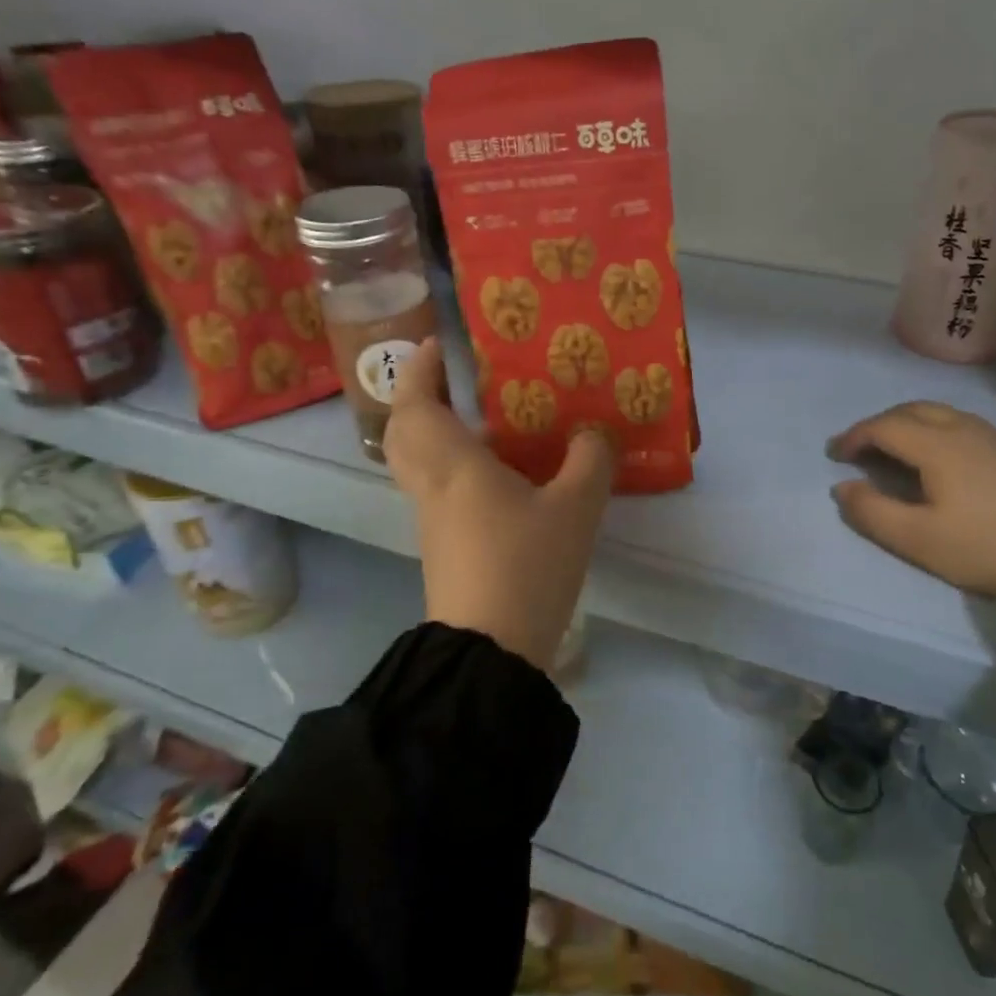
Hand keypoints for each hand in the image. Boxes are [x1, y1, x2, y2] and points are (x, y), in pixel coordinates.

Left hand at [385, 339, 615, 669]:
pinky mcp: (445, 546)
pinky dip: (459, 467)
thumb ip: (589, 461)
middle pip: (403, 433)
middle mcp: (434, 487)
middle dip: (420, 399)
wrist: (492, 650)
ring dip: (441, 433)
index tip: (437, 344)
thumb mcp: (576, 509)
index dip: (420, 370)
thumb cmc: (527, 566)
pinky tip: (505, 474)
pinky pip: (441, 489)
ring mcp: (434, 520)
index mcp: (454, 466)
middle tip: (456, 382)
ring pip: (420, 463)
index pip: (416, 405)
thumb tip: (592, 435)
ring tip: (489, 421)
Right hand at [827, 401, 995, 598]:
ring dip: (910, 424)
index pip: (884, 426)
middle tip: (862, 448)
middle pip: (912, 409)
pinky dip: (937, 431)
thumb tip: (842, 487)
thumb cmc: (985, 546)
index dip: (855, 436)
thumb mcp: (917, 539)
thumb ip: (871, 512)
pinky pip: (964, 426)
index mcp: (937, 445)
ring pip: (941, 414)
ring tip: (897, 451)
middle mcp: (965, 429)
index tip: (835, 454)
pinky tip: (943, 460)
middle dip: (880, 423)